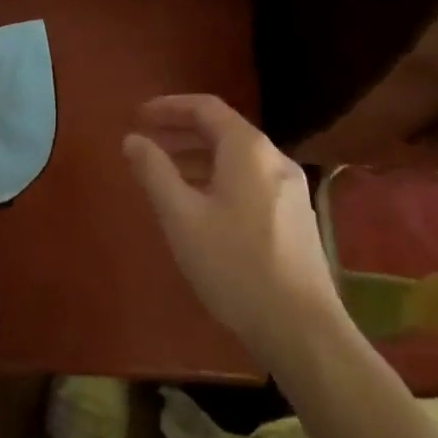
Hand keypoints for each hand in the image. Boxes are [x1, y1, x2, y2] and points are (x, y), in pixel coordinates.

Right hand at [124, 94, 341, 366]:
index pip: (205, 107)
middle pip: (223, 129)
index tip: (139, 116)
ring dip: (199, 156)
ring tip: (167, 174)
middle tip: (148, 142)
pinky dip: (219, 177)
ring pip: (237, 157)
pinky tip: (202, 206)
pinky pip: (250, 179)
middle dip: (182, 131)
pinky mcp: (295, 217)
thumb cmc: (235, 266)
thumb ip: (154, 172)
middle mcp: (274, 159)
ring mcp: (290, 189)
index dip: (169, 106)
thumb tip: (132, 139)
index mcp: (248, 149)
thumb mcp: (182, 217)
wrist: (304, 331)